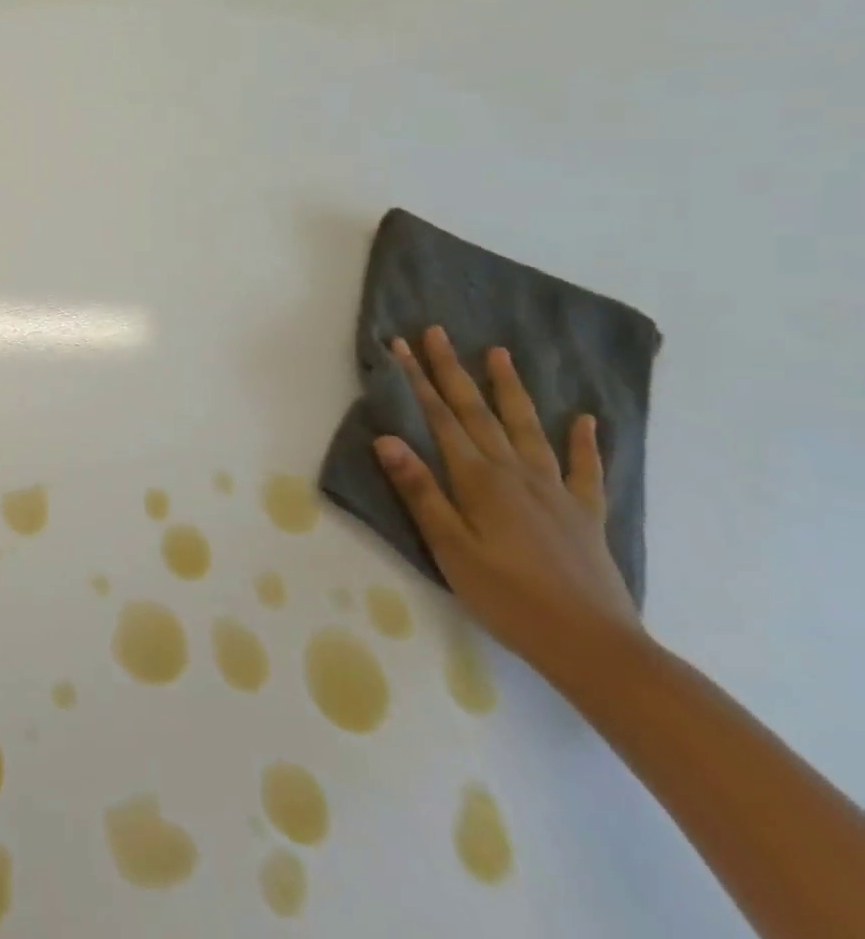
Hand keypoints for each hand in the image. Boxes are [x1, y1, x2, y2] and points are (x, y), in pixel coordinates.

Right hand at [373, 326, 640, 685]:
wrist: (594, 646)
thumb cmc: (507, 597)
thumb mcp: (448, 547)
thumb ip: (419, 490)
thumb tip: (386, 437)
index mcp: (479, 479)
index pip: (441, 417)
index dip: (419, 379)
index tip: (402, 344)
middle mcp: (516, 473)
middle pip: (478, 411)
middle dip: (453, 369)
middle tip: (438, 332)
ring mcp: (555, 490)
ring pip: (527, 427)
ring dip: (509, 388)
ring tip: (498, 353)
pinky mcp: (585, 514)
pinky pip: (584, 469)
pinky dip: (583, 442)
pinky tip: (585, 419)